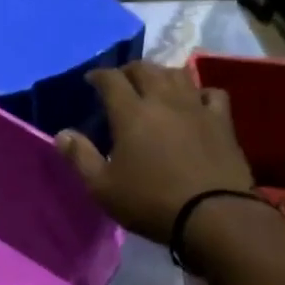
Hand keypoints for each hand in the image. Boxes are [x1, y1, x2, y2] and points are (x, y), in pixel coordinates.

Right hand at [55, 62, 255, 243]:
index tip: (91, 79)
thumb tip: (62, 134)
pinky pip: (211, 93)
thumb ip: (80, 157)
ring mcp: (197, 108)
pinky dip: (199, 92)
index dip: (99, 75)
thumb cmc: (150, 202)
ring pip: (178, 75)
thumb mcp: (102, 187)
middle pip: (146, 69)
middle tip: (121, 80)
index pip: (111, 80)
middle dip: (129, 70)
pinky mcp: (222, 122)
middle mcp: (164, 101)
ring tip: (155, 84)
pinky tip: (195, 102)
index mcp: (131, 113)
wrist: (213, 215)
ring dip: (162, 73)